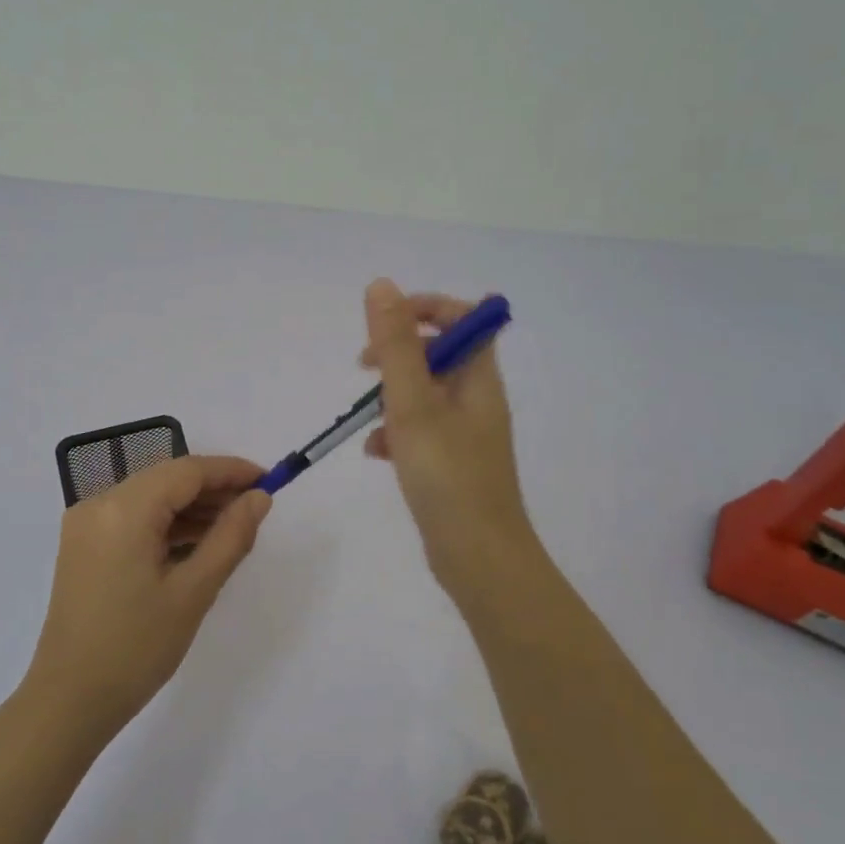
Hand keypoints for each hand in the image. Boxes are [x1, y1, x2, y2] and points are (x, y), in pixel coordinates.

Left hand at [25, 454, 271, 735]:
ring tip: (234, 528)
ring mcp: (86, 524)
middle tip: (256, 508)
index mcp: (123, 509)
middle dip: (213, 489)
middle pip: (166, 479)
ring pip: (150, 498)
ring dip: (191, 507)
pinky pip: (133, 518)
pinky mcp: (83, 545)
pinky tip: (197, 543)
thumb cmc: (136, 648)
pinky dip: (166, 524)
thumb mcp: (194, 591)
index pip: (186, 470)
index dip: (230, 471)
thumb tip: (259, 498)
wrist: (69, 700)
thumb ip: (231, 537)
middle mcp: (98, 504)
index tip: (269, 480)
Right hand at [360, 279, 538, 596]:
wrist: (477, 557)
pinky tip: (376, 453)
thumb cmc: (447, 476)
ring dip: (391, 396)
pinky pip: (420, 430)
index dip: (425, 309)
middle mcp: (477, 399)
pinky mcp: (451, 462)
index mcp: (479, 379)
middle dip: (397, 354)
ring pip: (424, 394)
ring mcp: (465, 433)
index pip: (464, 318)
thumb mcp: (413, 405)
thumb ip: (395, 345)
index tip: (384, 323)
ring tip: (368, 419)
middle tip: (365, 367)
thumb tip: (382, 286)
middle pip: (439, 354)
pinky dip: (395, 432)